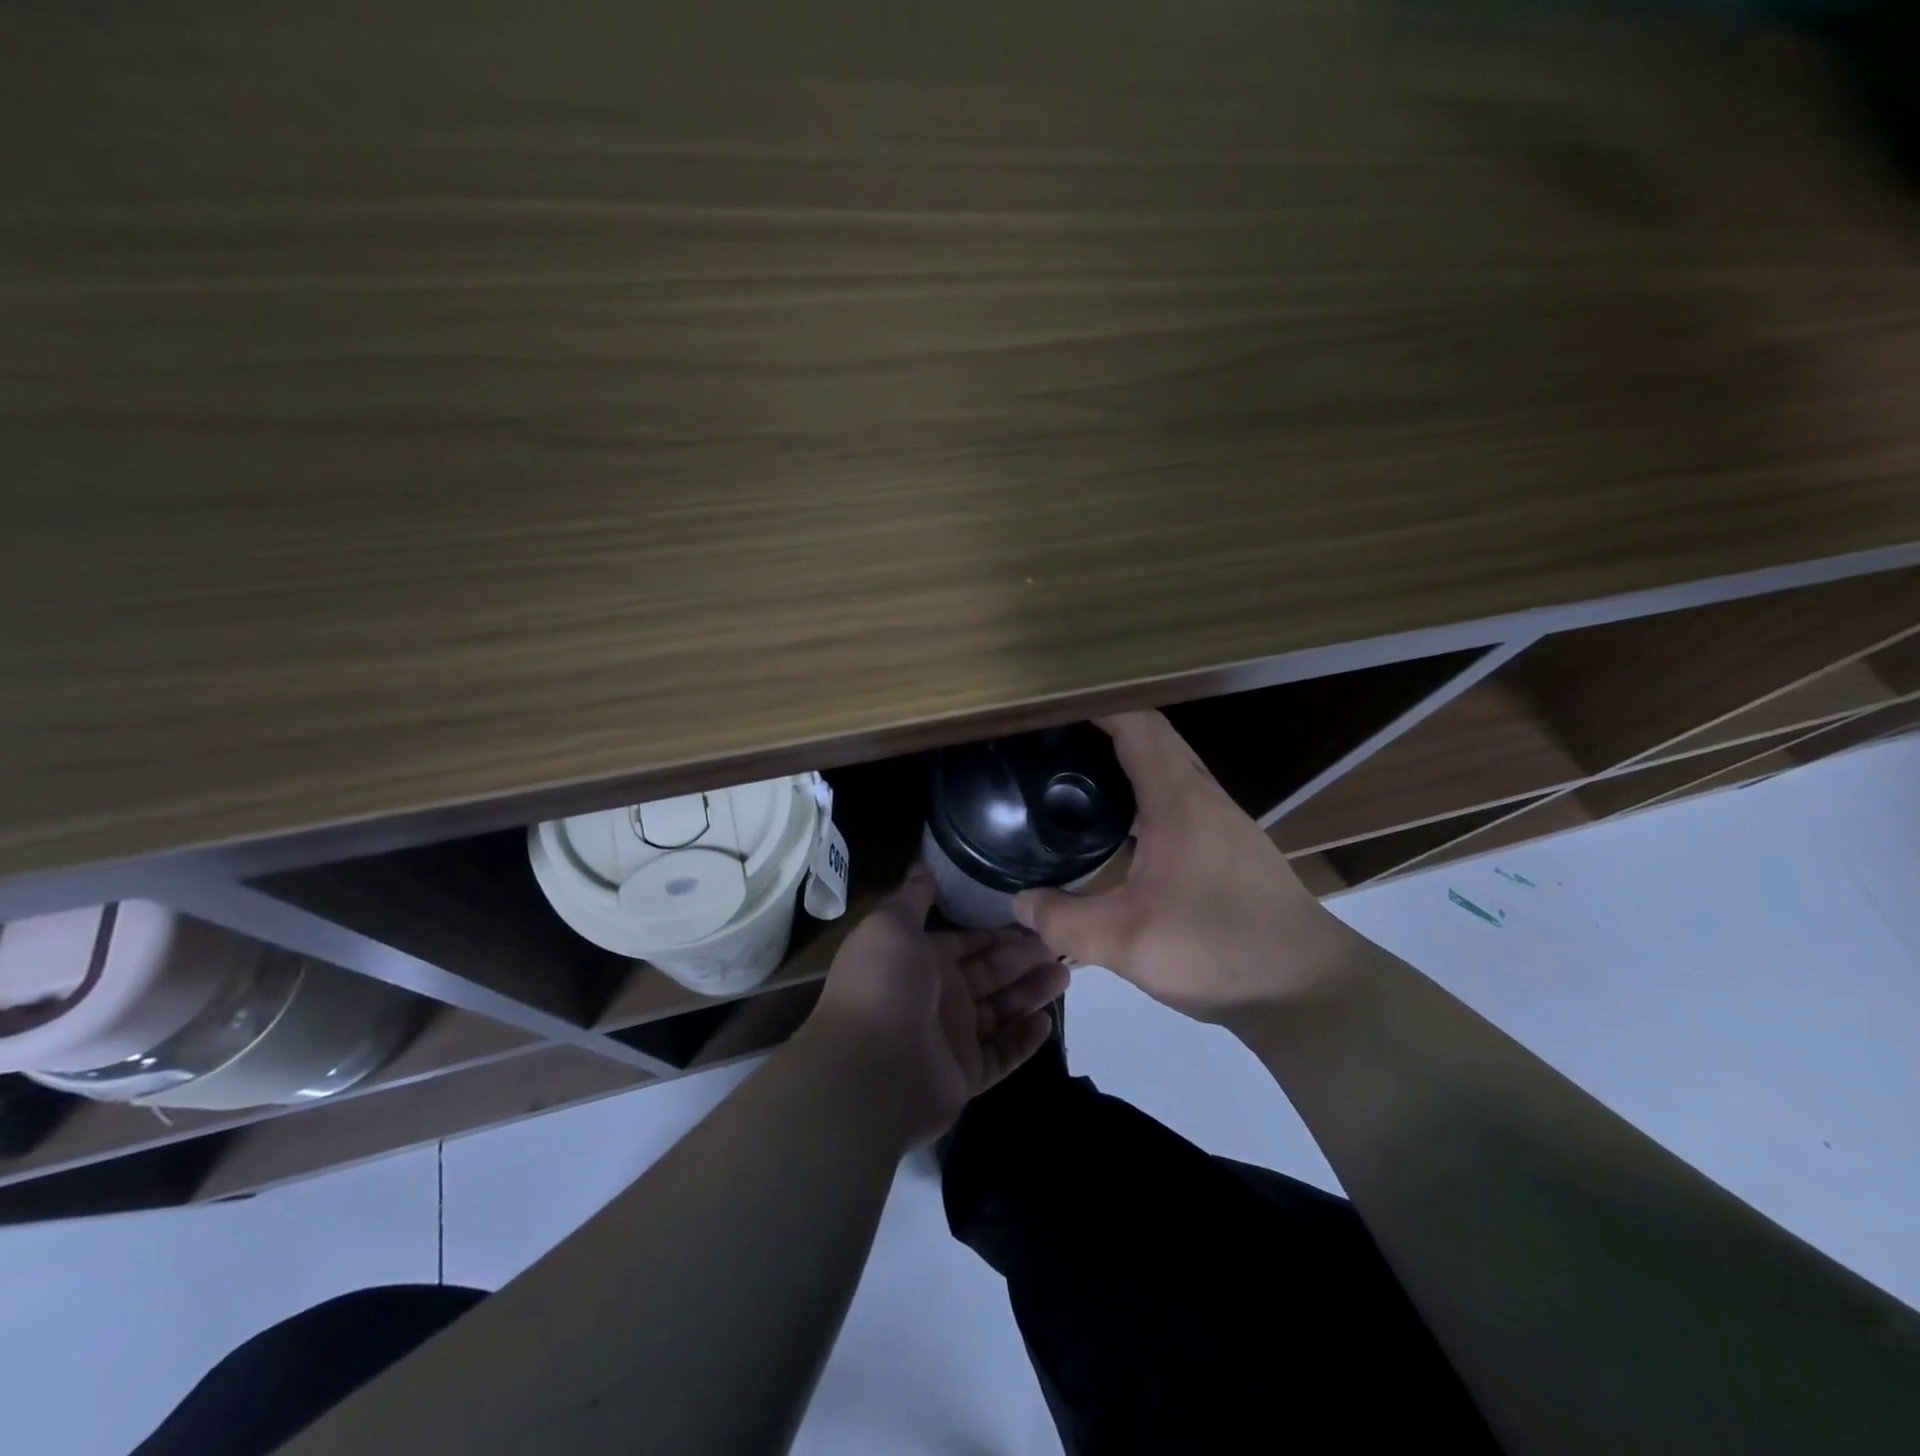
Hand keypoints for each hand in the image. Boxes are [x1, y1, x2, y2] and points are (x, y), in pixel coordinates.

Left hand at [805, 865, 1069, 1143]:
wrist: (869, 1070)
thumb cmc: (883, 986)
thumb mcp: (891, 926)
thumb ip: (912, 898)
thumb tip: (922, 865)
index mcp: (919, 961)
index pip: (965, 943)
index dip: (995, 933)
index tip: (1032, 919)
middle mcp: (937, 997)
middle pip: (989, 974)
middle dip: (1022, 959)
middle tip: (1061, 944)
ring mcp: (951, 1038)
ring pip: (1000, 1011)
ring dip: (1031, 993)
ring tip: (1066, 974)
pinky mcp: (965, 1074)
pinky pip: (1001, 1054)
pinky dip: (1023, 1039)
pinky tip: (1047, 1021)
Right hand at [1012, 711, 1357, 1026]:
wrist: (1307, 989)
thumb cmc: (1218, 950)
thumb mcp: (1126, 942)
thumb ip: (1063, 921)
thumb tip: (1018, 902)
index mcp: (1179, 799)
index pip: (1137, 725)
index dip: (1096, 707)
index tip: (1052, 709)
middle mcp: (1204, 796)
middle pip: (1153, 738)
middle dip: (1105, 729)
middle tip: (1054, 743)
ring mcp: (1223, 821)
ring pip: (1170, 768)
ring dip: (1128, 761)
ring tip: (1078, 777)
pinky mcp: (1230, 847)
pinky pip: (1180, 798)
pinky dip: (1145, 793)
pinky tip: (1122, 828)